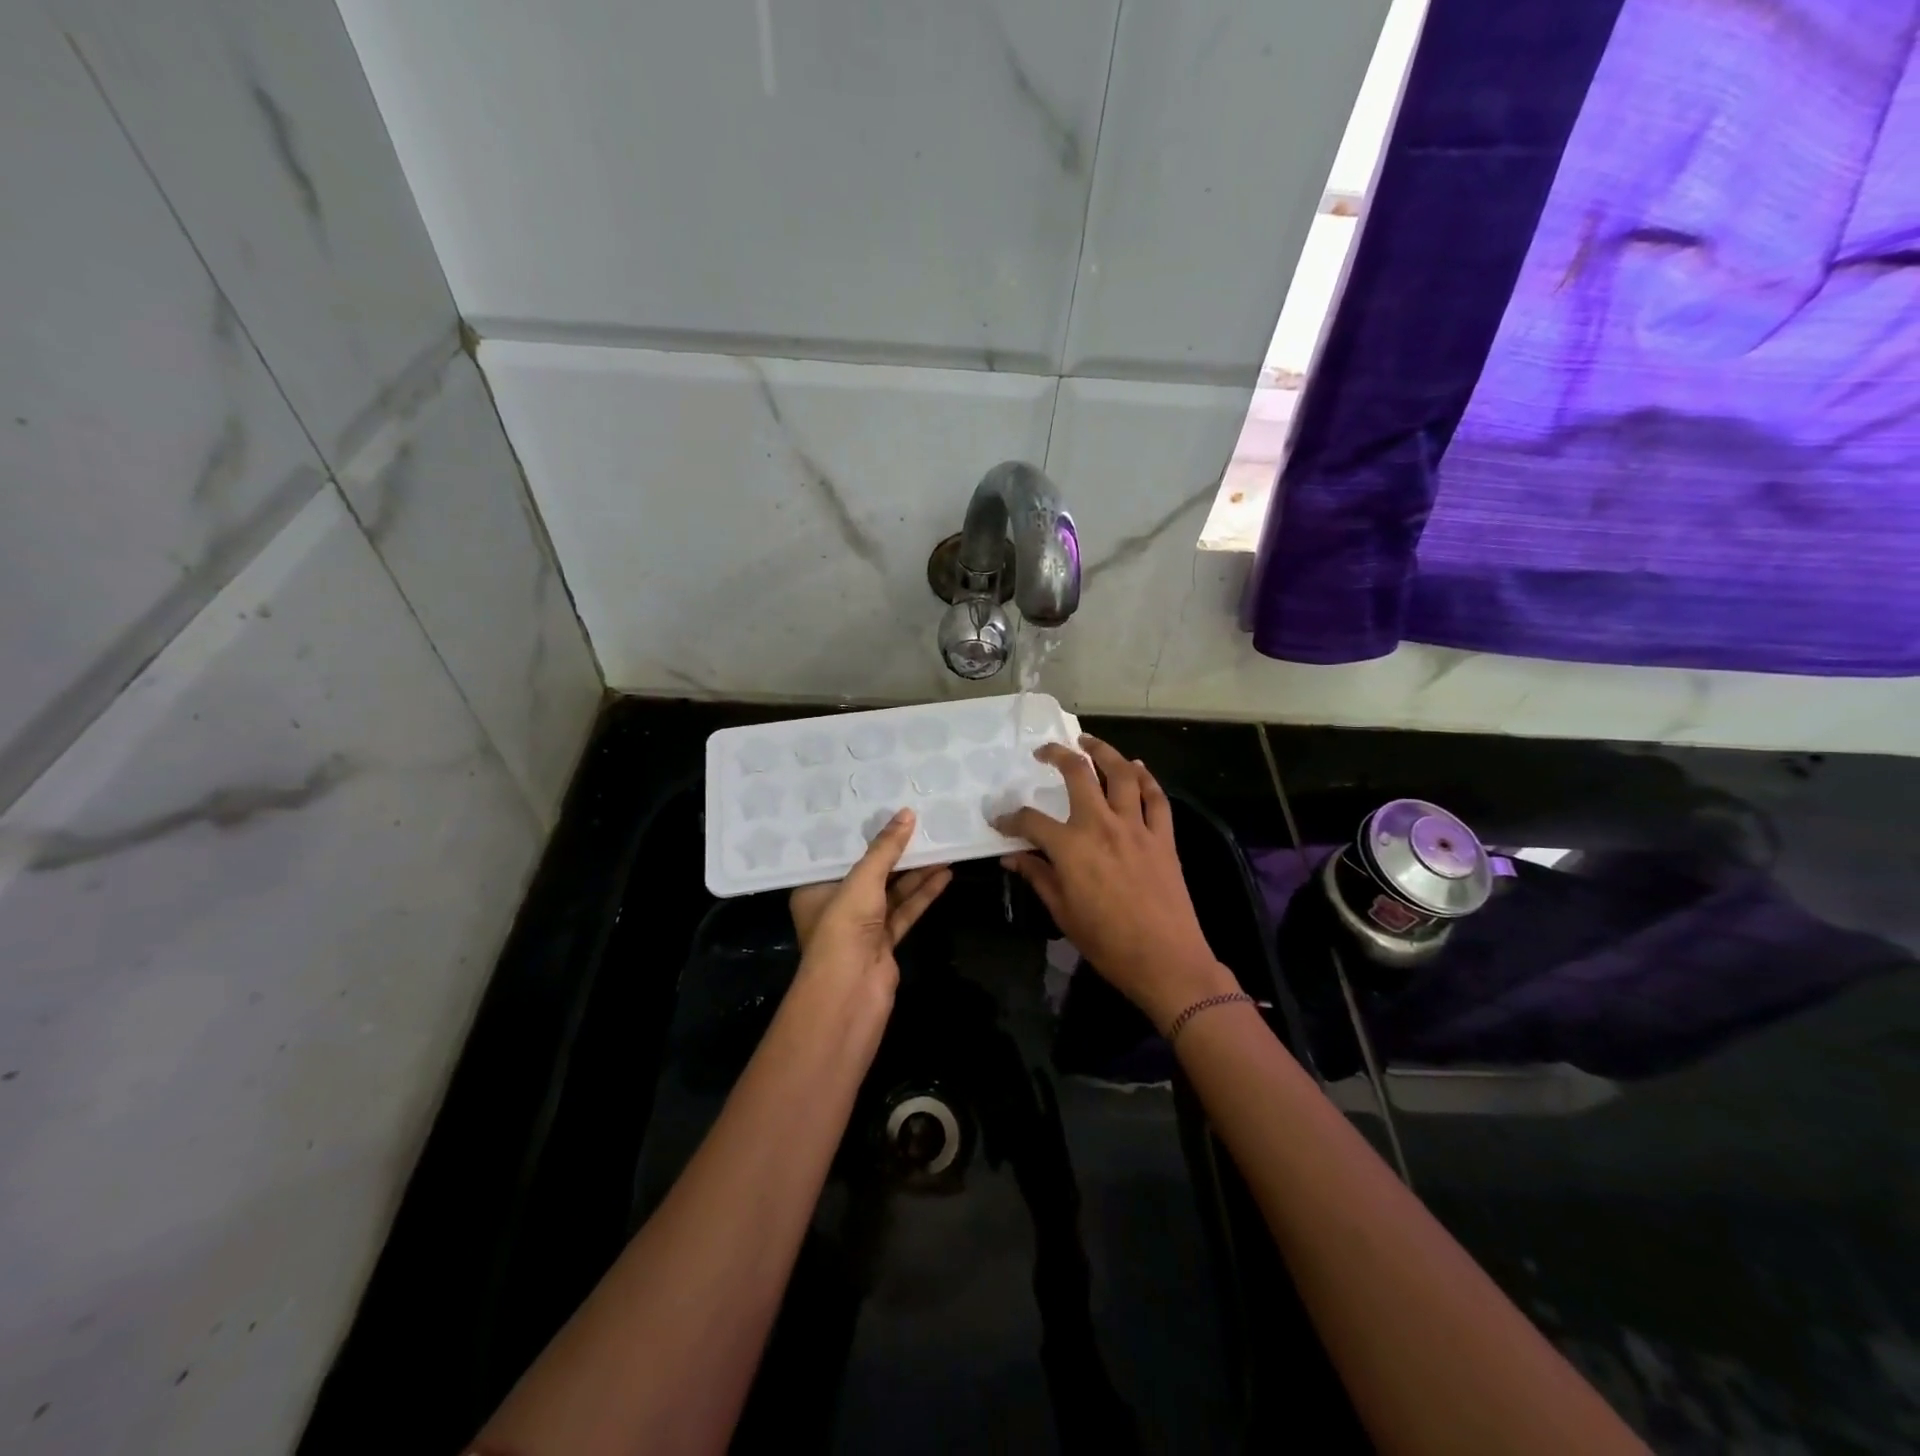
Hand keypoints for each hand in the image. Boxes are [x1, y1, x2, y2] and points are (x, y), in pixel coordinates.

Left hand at [789, 808, 951, 995]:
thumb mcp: (863, 880)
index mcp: (815, 889)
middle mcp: (836, 905)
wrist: (850, 993)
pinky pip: (905, 910)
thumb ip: (886, 848)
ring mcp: (861, 926)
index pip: (839, 855)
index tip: (884, 808)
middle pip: (870, 871)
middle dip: (895, 851)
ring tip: (941, 844)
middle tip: (920, 823)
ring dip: (916, 871)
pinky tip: (944, 875)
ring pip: (892, 891)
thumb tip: (907, 813)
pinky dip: (923, 894)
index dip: (862, 833)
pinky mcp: (884, 943)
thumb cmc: (843, 927)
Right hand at [996, 736, 1237, 1032]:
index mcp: (1071, 847)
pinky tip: (1136, 767)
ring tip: (1089, 741)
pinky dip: (1146, 778)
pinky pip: (1156, 797)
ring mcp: (1136, 827)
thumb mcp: (1063, 913)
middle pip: (1079, 774)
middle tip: (1046, 751)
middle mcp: (1102, 825)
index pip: (1031, 820)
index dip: (1010, 818)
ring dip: (1104, 751)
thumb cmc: (1108, 943)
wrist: (1166, 961)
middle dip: (1058, 755)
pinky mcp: (1163, 837)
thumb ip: (1038, 877)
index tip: (999, 819)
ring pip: (1121, 774)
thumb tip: (1012, 858)